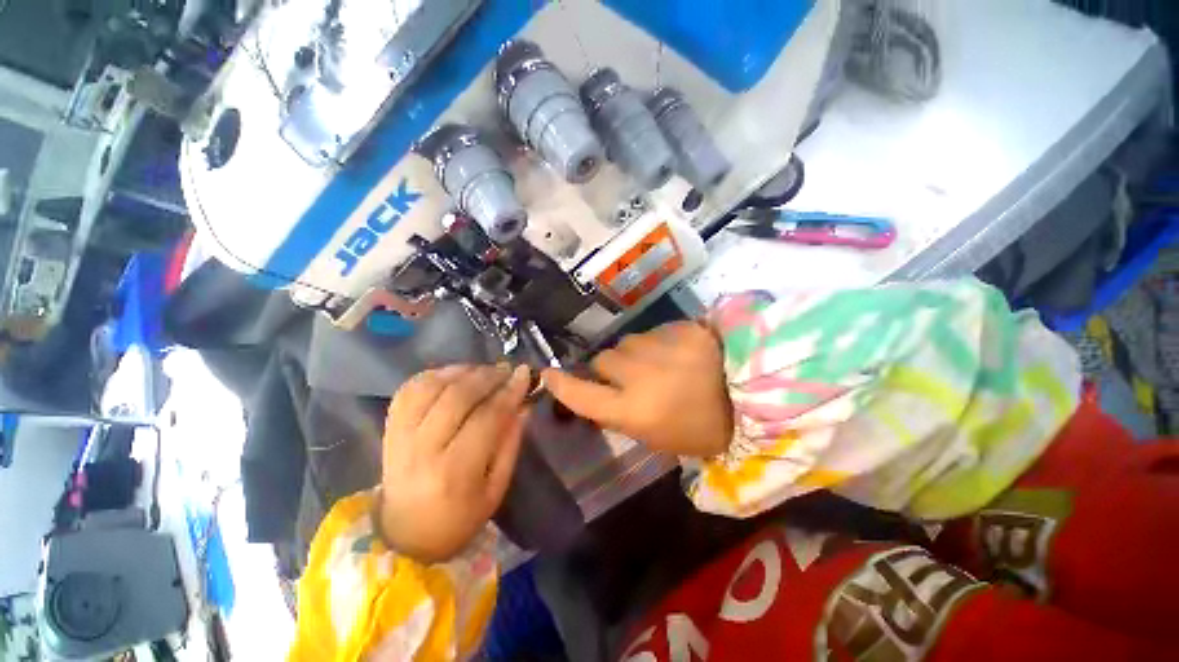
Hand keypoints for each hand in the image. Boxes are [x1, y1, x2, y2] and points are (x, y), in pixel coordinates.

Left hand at [379, 364, 529, 563]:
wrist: (404, 535)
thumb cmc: (459, 518)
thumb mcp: (496, 489)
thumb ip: (511, 443)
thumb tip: (523, 404)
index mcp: (455, 472)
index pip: (487, 418)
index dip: (509, 391)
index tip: (525, 373)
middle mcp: (423, 450)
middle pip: (457, 396)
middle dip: (488, 376)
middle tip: (506, 370)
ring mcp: (400, 437)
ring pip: (430, 387)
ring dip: (462, 371)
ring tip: (482, 372)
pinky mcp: (389, 429)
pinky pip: (409, 390)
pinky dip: (434, 375)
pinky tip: (454, 376)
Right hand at [542, 321, 732, 457]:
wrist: (756, 398)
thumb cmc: (704, 429)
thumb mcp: (659, 437)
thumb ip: (624, 414)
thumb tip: (603, 394)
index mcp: (635, 412)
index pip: (582, 396)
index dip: (562, 385)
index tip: (548, 375)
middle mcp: (639, 377)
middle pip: (602, 360)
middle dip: (609, 368)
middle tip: (629, 377)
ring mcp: (660, 348)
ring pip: (626, 343)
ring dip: (633, 354)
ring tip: (658, 364)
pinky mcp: (680, 329)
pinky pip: (652, 332)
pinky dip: (657, 343)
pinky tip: (677, 353)